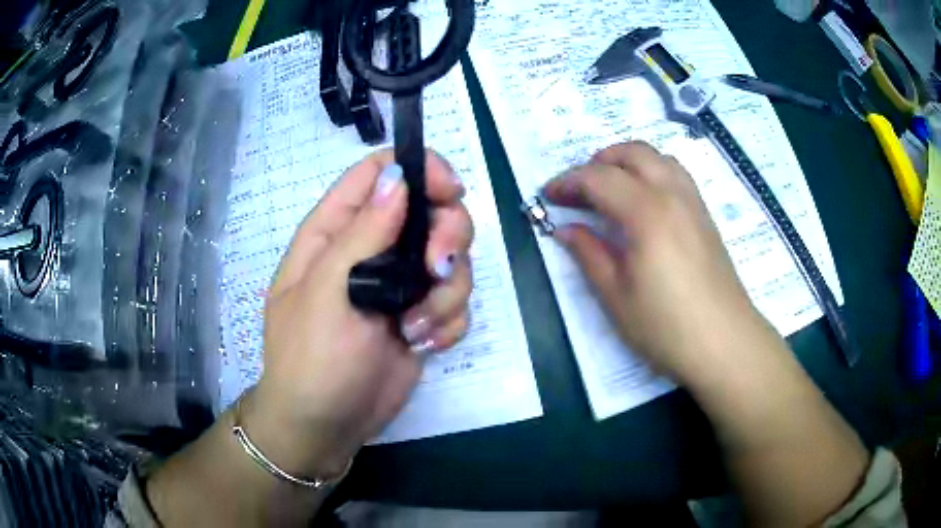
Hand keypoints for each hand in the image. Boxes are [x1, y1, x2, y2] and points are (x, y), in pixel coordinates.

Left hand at [243, 149, 473, 478]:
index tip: (450, 192)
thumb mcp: (326, 293)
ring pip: (453, 258)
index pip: (380, 172)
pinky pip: (456, 301)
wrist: (326, 425)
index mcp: (336, 231)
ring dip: (447, 293)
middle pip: (431, 210)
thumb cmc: (311, 360)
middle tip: (437, 271)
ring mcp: (400, 284)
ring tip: (417, 329)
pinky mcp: (421, 316)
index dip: (419, 169)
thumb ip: (362, 233)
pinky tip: (423, 346)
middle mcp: (373, 249)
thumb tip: (397, 176)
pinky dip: (449, 322)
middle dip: (447, 237)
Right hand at [543, 141, 763, 384]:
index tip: (547, 196)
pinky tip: (644, 201)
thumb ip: (588, 254)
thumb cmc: (666, 327)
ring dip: (627, 161)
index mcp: (646, 213)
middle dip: (598, 161)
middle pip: (632, 153)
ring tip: (610, 188)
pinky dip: (652, 171)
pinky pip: (676, 174)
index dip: (568, 182)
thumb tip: (565, 229)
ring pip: (658, 157)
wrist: (724, 344)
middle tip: (578, 190)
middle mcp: (672, 195)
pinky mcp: (705, 216)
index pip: (599, 178)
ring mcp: (693, 203)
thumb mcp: (616, 296)